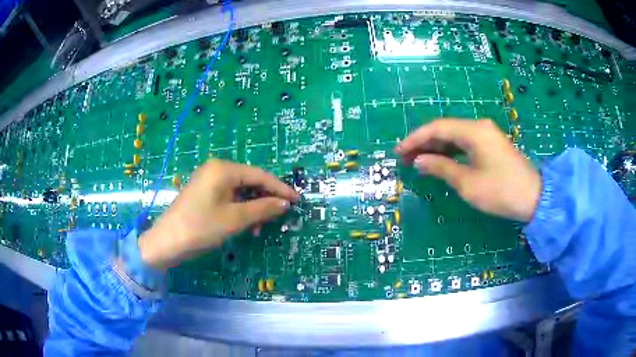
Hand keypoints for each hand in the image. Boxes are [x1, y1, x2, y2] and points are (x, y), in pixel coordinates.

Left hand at [138, 160, 298, 269]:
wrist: (166, 242)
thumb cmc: (201, 228)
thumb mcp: (234, 219)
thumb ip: (262, 209)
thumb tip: (284, 203)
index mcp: (223, 169)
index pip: (259, 175)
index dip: (280, 188)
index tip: (297, 200)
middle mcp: (216, 169)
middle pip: (249, 181)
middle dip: (264, 200)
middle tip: (278, 217)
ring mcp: (208, 180)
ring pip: (239, 191)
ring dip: (252, 208)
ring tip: (257, 228)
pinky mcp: (203, 192)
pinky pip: (228, 197)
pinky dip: (239, 209)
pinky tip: (243, 224)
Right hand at [395, 119, 540, 221]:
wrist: (534, 198)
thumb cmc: (500, 191)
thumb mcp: (468, 183)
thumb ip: (441, 168)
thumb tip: (419, 161)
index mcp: (473, 131)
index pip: (437, 128)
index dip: (415, 139)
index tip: (398, 152)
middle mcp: (479, 127)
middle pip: (445, 129)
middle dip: (424, 143)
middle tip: (405, 158)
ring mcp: (487, 135)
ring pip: (455, 136)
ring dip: (436, 147)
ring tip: (418, 161)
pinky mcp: (491, 146)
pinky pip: (465, 144)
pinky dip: (450, 152)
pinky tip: (440, 161)